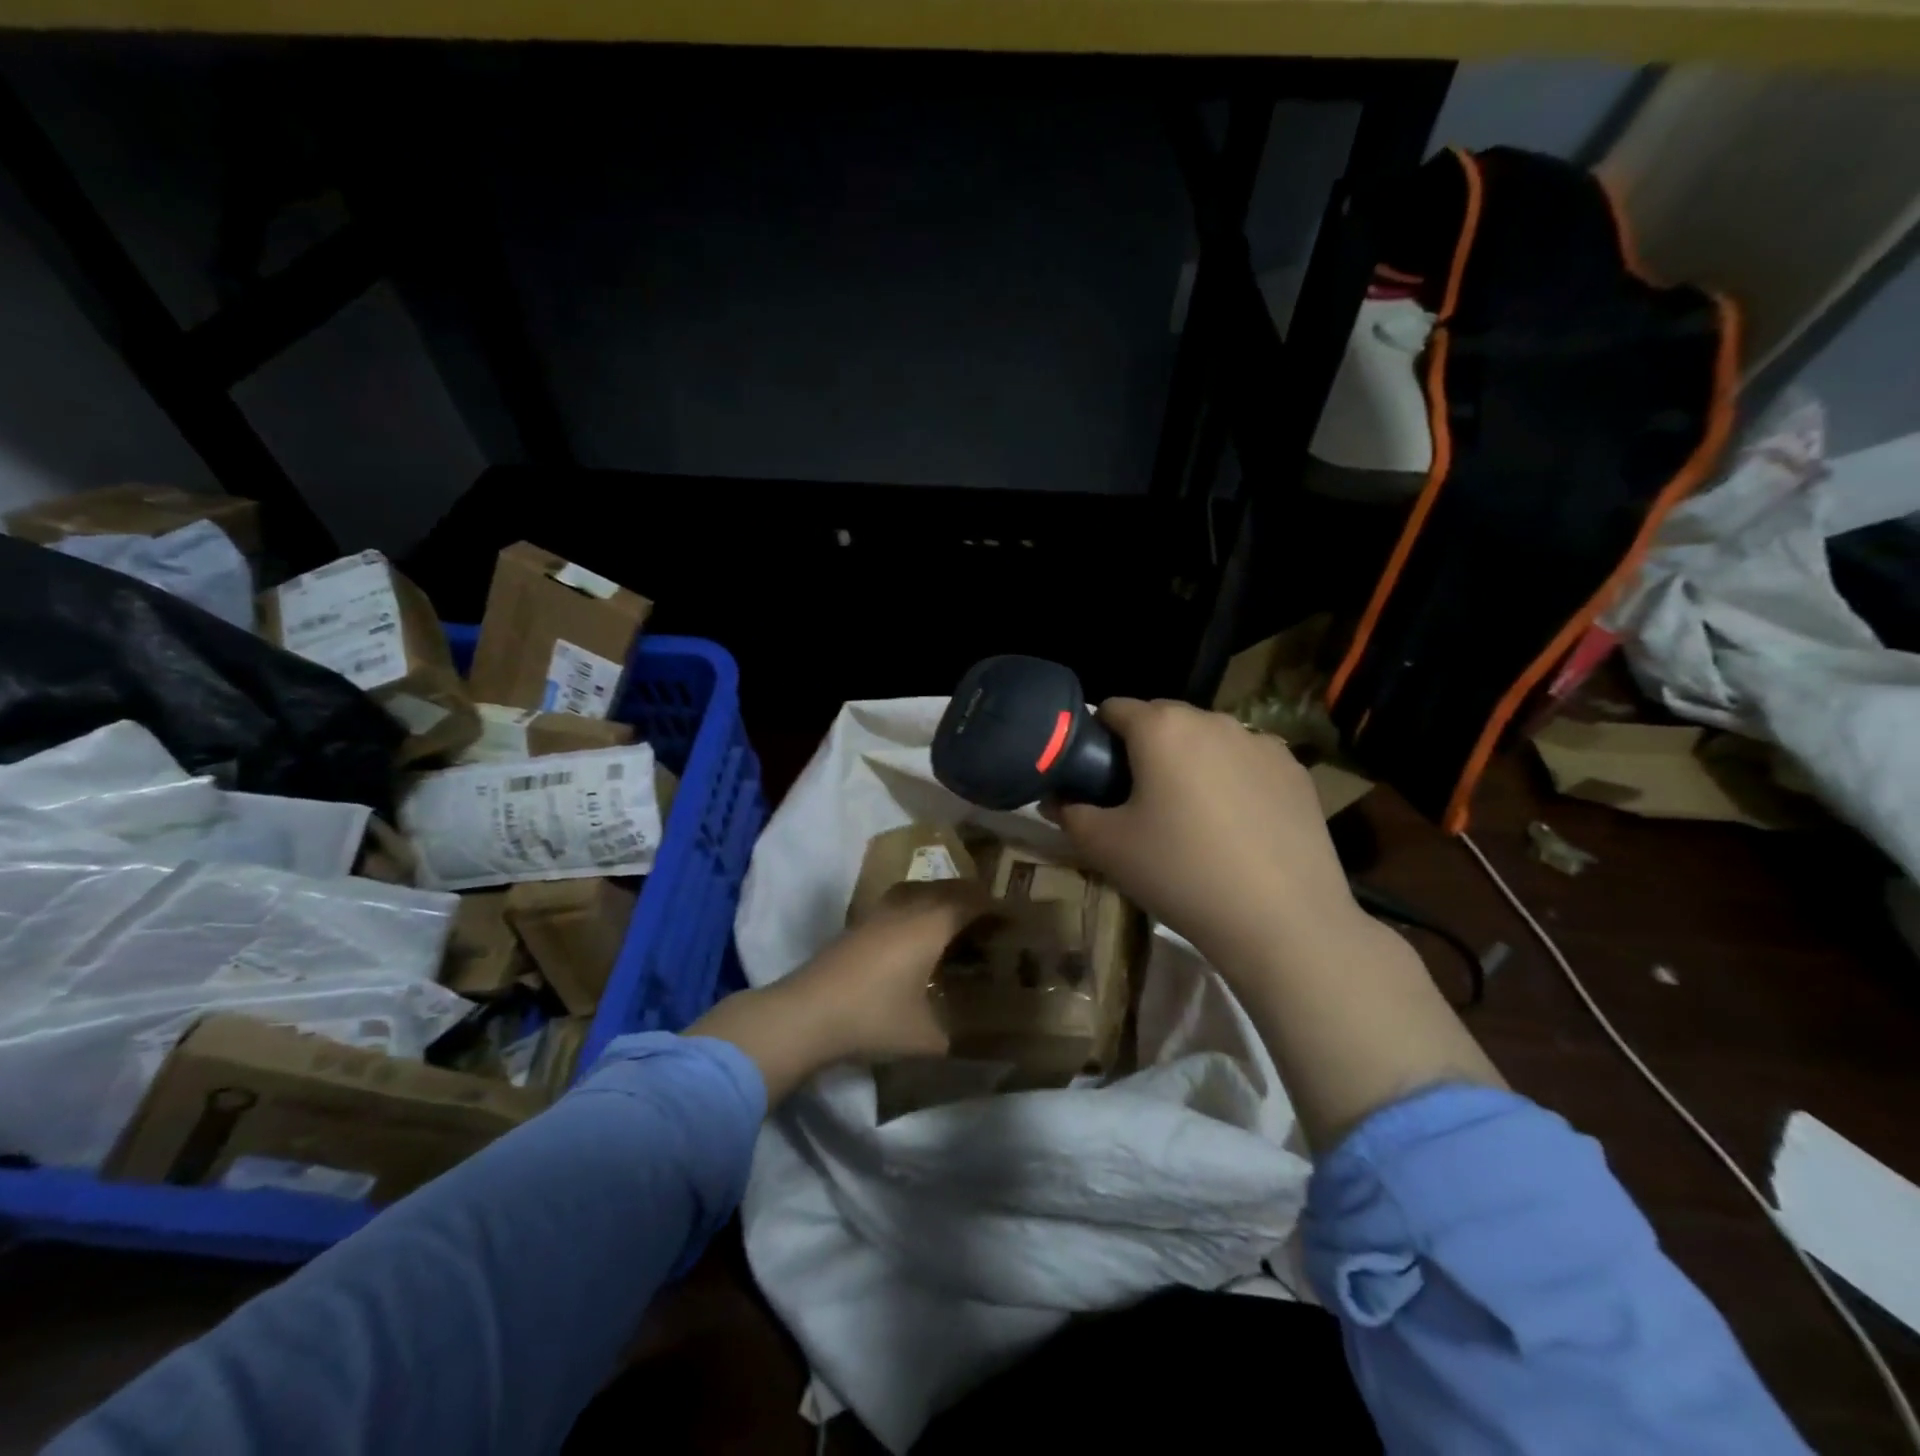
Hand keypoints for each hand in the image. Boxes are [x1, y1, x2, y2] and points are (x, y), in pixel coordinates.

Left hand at [687, 878, 988, 1103]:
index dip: (998, 907)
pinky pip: (902, 903)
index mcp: (931, 924)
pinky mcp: (859, 923)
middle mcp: (908, 907)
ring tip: (959, 927)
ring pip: (922, 892)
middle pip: (950, 888)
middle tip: (993, 924)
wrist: (805, 1014)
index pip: (974, 900)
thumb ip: (959, 1037)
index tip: (1017, 919)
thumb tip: (984, 1045)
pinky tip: (918, 940)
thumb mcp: (926, 1037)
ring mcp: (879, 912)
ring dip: (944, 901)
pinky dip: (920, 910)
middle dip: (974, 900)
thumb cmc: (873, 1019)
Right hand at [1059, 698, 1502, 1149]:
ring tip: (1190, 817)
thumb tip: (1055, 797)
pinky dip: (1231, 779)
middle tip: (1137, 802)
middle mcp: (1213, 720)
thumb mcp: (1105, 847)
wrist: (1282, 921)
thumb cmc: (1179, 873)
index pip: (1113, 708)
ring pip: (1207, 740)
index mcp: (1162, 727)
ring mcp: (1261, 742)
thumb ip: (1069, 812)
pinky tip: (1235, 826)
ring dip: (1189, 762)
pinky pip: (1246, 762)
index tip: (1094, 778)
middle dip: (1143, 750)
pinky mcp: (1295, 771)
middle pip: (1162, 720)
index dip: (1095, 738)